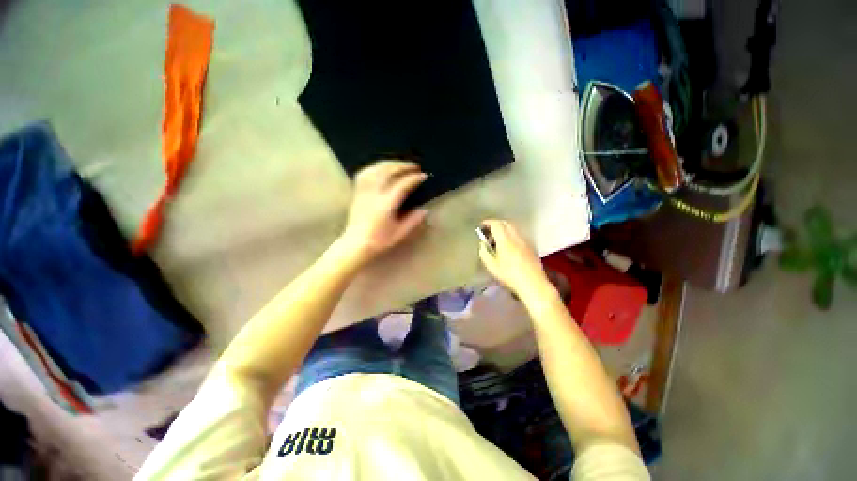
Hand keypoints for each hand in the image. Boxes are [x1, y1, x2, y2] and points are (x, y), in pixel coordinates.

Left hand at [339, 161, 427, 264]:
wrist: (355, 244)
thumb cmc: (378, 241)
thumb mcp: (399, 233)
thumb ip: (413, 221)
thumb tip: (424, 210)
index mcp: (386, 205)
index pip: (402, 185)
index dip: (414, 179)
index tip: (424, 175)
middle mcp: (374, 194)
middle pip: (388, 172)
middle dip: (403, 166)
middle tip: (414, 166)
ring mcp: (363, 191)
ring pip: (375, 169)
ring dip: (389, 164)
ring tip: (400, 164)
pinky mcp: (357, 192)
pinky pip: (364, 173)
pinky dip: (375, 167)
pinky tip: (381, 168)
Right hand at [478, 220, 552, 300]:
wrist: (533, 284)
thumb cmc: (510, 276)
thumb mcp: (492, 266)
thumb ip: (484, 253)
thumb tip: (483, 244)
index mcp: (505, 240)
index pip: (496, 224)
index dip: (488, 223)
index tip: (482, 226)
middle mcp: (516, 237)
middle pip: (506, 223)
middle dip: (496, 224)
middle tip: (488, 232)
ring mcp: (525, 241)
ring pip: (513, 229)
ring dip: (503, 230)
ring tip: (497, 240)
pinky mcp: (530, 247)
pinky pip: (518, 235)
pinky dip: (510, 235)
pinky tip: (507, 247)